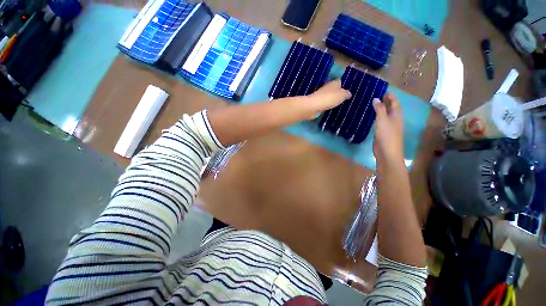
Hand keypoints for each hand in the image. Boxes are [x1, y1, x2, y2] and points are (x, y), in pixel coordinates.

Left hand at [305, 80, 351, 118]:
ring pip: (328, 97)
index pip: (339, 81)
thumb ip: (346, 94)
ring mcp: (320, 96)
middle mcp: (327, 88)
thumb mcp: (342, 95)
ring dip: (332, 100)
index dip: (343, 85)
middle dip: (337, 93)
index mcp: (333, 83)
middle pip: (333, 89)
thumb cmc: (329, 98)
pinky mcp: (316, 104)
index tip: (347, 90)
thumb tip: (349, 93)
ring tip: (339, 105)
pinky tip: (331, 109)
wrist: (313, 106)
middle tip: (344, 99)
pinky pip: (324, 104)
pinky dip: (327, 106)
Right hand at [373, 92, 404, 167]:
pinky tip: (369, 115)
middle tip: (374, 94)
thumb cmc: (387, 135)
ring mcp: (388, 126)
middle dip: (384, 100)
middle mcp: (394, 119)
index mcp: (397, 115)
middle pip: (390, 107)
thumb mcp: (383, 120)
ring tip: (370, 103)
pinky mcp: (382, 132)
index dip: (390, 95)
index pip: (394, 102)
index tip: (382, 88)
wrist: (387, 152)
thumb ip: (379, 109)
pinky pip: (379, 121)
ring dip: (379, 108)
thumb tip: (376, 98)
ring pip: (384, 114)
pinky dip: (375, 116)